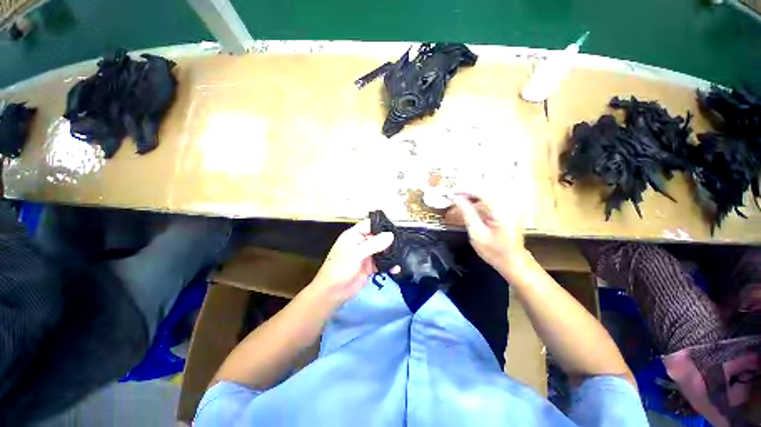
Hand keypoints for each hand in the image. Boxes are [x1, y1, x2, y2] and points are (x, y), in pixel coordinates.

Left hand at [310, 219, 394, 304]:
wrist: (333, 292)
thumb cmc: (340, 268)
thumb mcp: (356, 254)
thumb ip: (374, 244)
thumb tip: (390, 235)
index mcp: (354, 235)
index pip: (369, 225)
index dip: (381, 225)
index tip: (394, 229)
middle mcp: (361, 243)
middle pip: (378, 237)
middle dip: (389, 240)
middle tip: (401, 244)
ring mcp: (366, 255)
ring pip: (381, 250)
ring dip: (390, 253)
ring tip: (401, 255)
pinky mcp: (369, 266)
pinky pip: (381, 263)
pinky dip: (388, 265)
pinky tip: (395, 268)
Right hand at [449, 192, 527, 273]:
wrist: (514, 261)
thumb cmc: (494, 251)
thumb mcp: (476, 233)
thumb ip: (466, 212)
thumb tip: (455, 198)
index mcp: (502, 210)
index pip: (481, 191)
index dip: (464, 190)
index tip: (451, 193)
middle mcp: (509, 203)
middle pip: (485, 188)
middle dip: (468, 190)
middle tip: (453, 195)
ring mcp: (511, 205)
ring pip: (488, 191)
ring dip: (473, 193)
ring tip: (460, 199)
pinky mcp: (509, 208)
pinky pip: (492, 197)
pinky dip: (480, 198)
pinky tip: (471, 202)